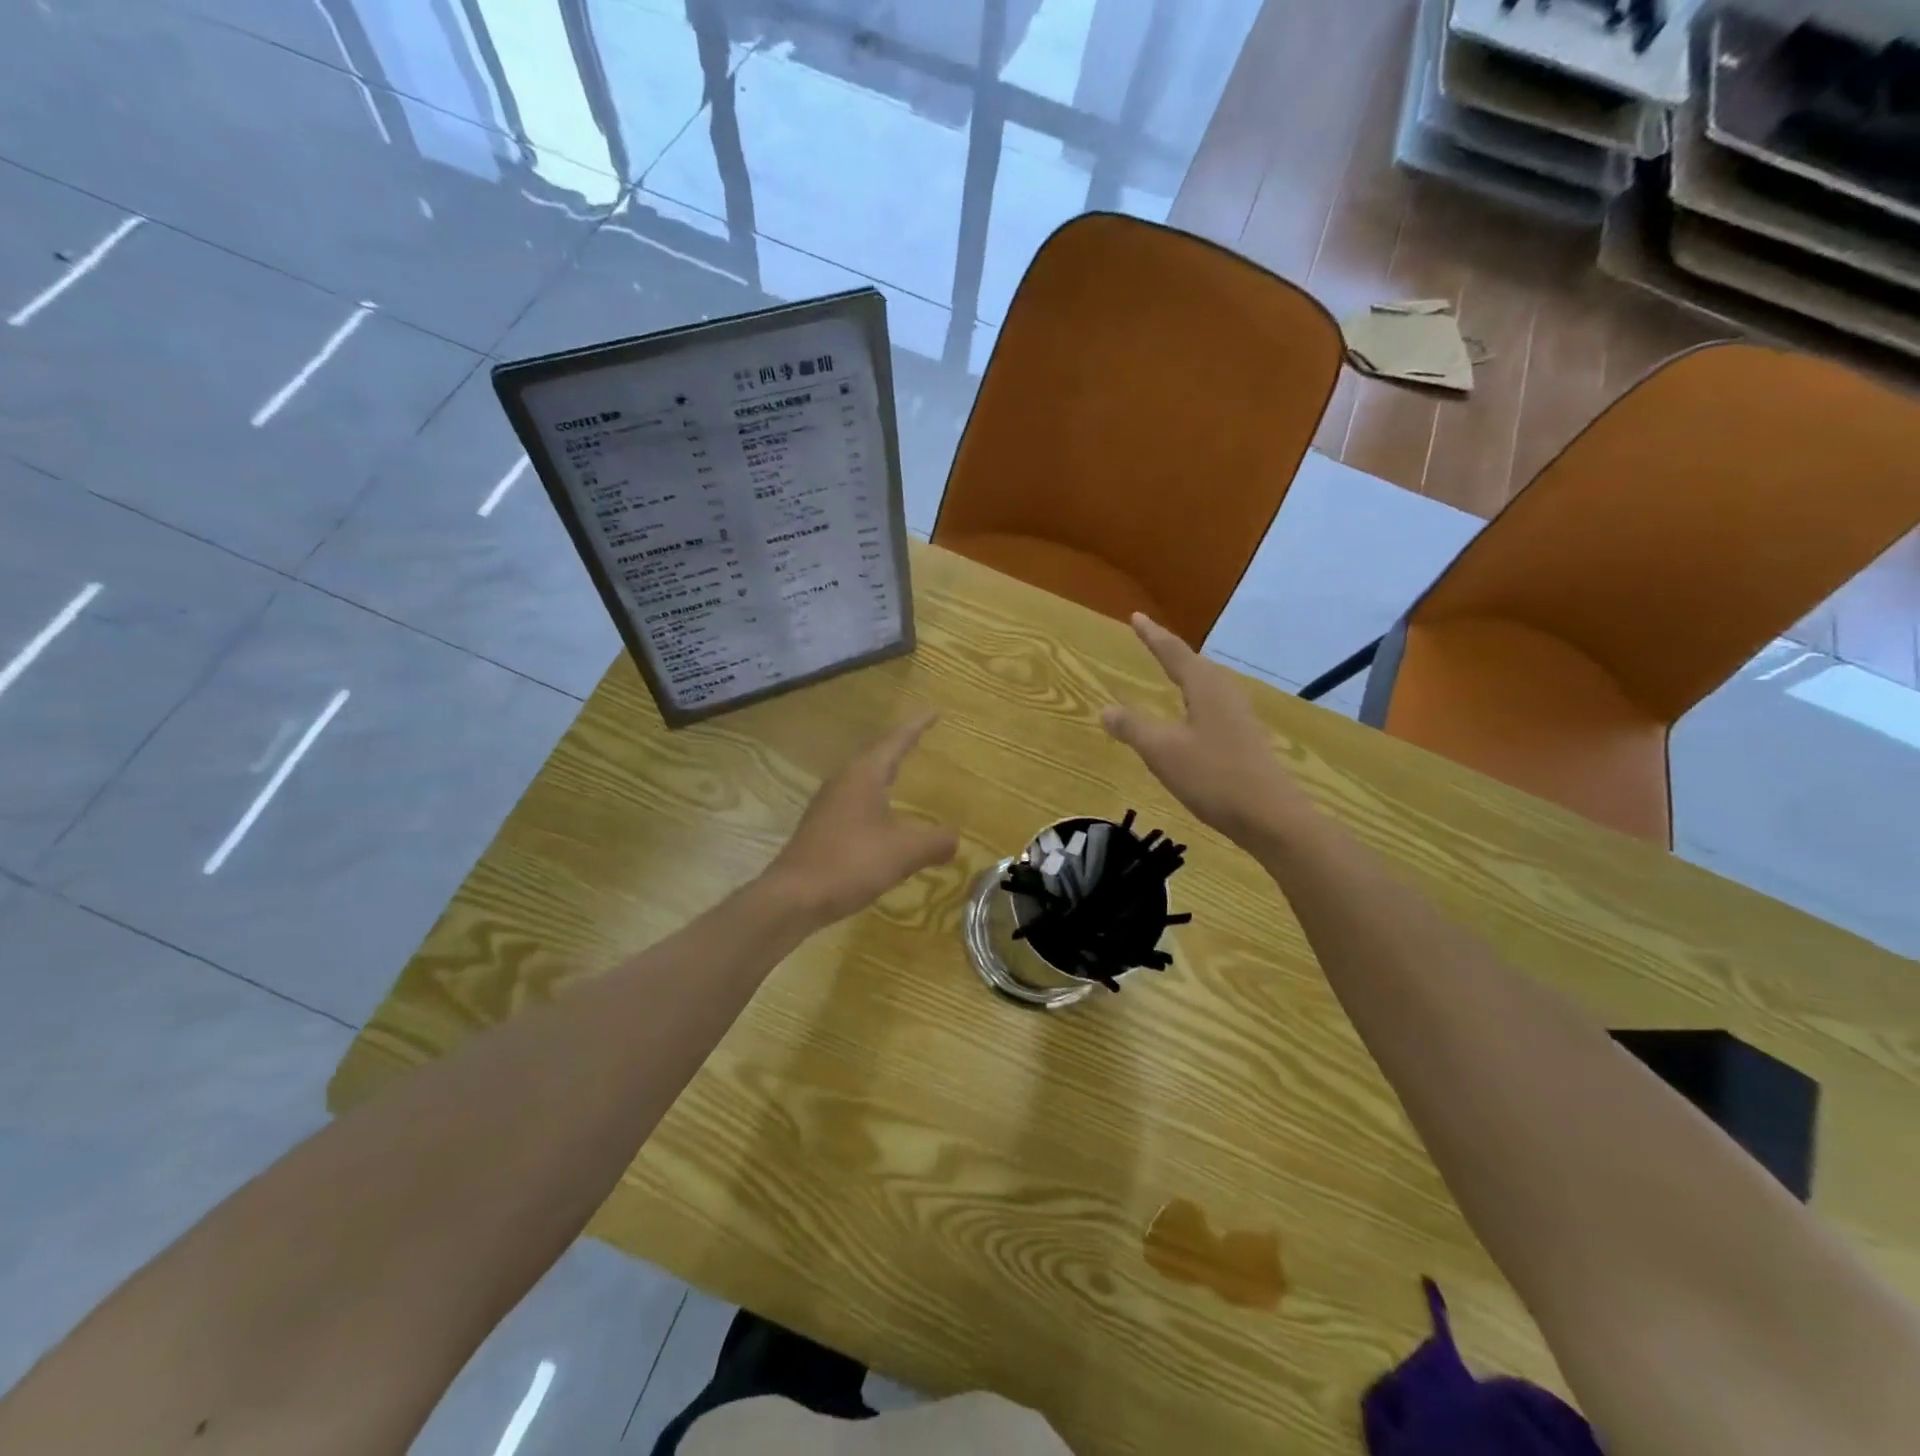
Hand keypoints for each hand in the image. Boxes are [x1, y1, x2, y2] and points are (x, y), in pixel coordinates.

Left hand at [765, 713, 960, 925]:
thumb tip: (954, 839)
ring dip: (883, 772)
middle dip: (898, 746)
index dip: (917, 727)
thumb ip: (935, 842)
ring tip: (900, 772)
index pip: (895, 741)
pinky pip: (853, 801)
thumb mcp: (904, 852)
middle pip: (875, 755)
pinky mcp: (820, 828)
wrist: (794, 897)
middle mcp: (843, 782)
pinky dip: (873, 799)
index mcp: (863, 776)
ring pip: (862, 778)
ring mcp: (827, 805)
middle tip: (918, 737)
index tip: (934, 712)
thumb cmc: (851, 863)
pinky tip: (879, 817)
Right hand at [1102, 614, 1314, 848]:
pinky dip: (1195, 700)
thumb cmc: (1213, 776)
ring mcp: (1240, 717)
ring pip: (1207, 685)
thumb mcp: (1163, 751)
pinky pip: (1214, 706)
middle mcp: (1225, 694)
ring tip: (1171, 672)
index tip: (1136, 617)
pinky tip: (1193, 717)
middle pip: (1195, 664)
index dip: (1152, 636)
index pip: (1173, 653)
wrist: (1270, 816)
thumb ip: (1133, 728)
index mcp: (1205, 688)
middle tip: (1151, 640)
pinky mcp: (1246, 739)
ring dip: (1187, 675)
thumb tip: (1106, 709)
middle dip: (1171, 652)